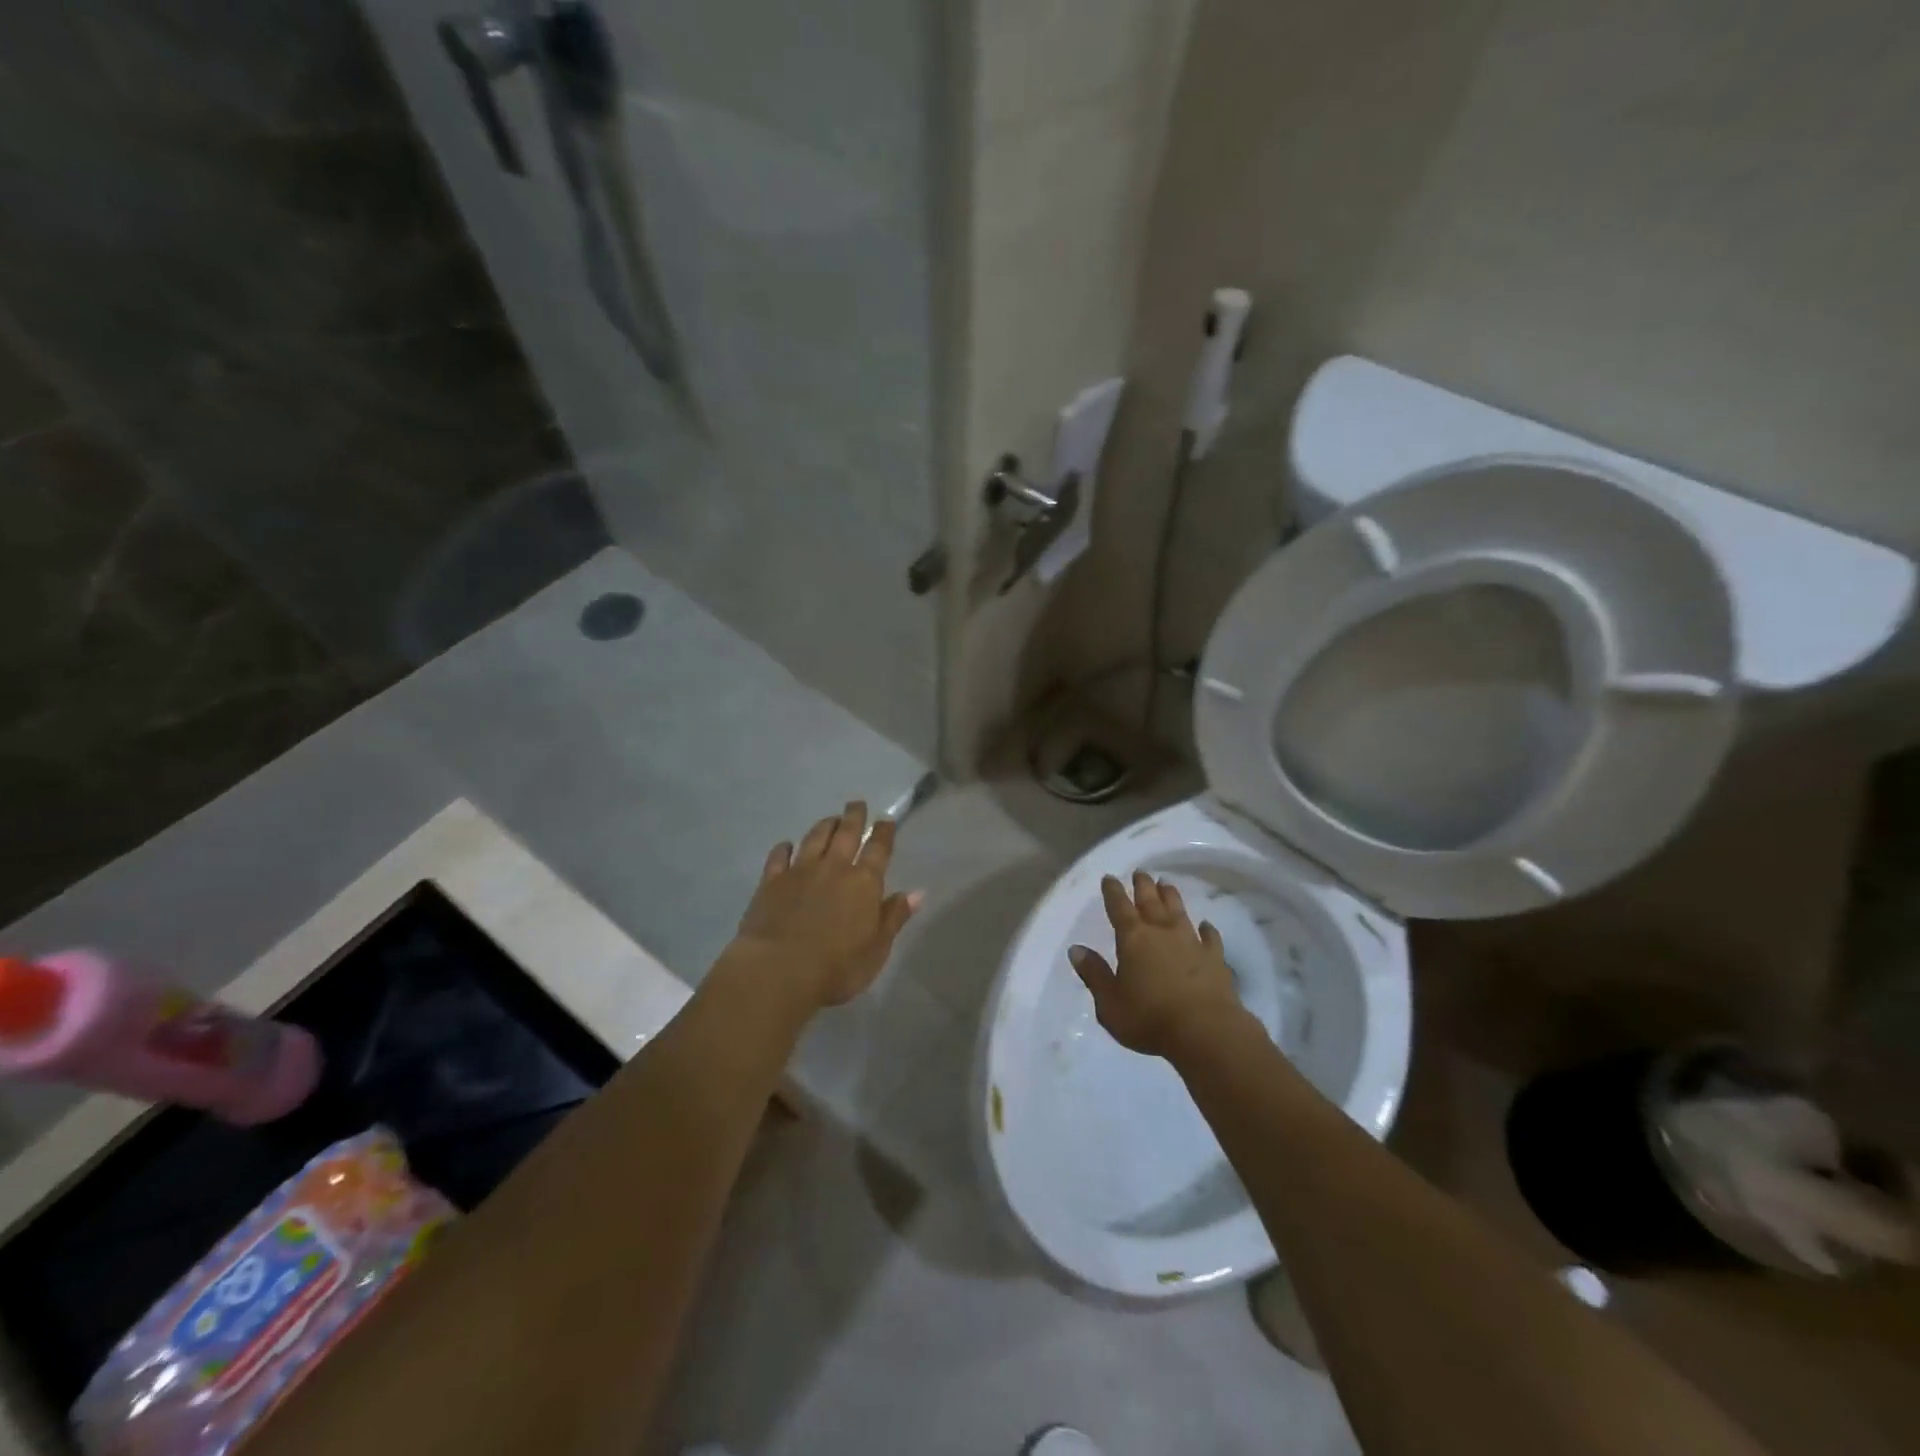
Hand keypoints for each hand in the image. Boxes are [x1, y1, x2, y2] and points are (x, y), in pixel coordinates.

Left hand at [727, 801, 922, 1009]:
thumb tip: (916, 892)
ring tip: (831, 819)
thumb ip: (894, 917)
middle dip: (854, 817)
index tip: (886, 819)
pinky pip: (779, 857)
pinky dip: (784, 848)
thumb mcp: (877, 949)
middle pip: (846, 834)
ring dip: (824, 826)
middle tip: (856, 804)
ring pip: (814, 838)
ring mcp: (800, 872)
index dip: (884, 832)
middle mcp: (833, 868)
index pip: (878, 849)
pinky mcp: (770, 882)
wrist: (778, 971)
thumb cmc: (837, 967)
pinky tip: (786, 845)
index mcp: (864, 883)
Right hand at [1068, 871, 1247, 1058]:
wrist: (1204, 1031)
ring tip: (1166, 884)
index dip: (1113, 891)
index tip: (1109, 877)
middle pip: (1150, 902)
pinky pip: (1210, 938)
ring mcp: (1191, 943)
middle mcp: (1161, 932)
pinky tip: (1206, 925)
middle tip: (1140, 872)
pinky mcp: (1215, 959)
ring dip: (1171, 897)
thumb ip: (1094, 974)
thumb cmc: (1149, 1018)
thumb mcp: (1109, 1003)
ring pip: (1179, 912)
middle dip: (1143, 886)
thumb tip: (1076, 949)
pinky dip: (1208, 930)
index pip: (1119, 907)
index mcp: (1133, 939)